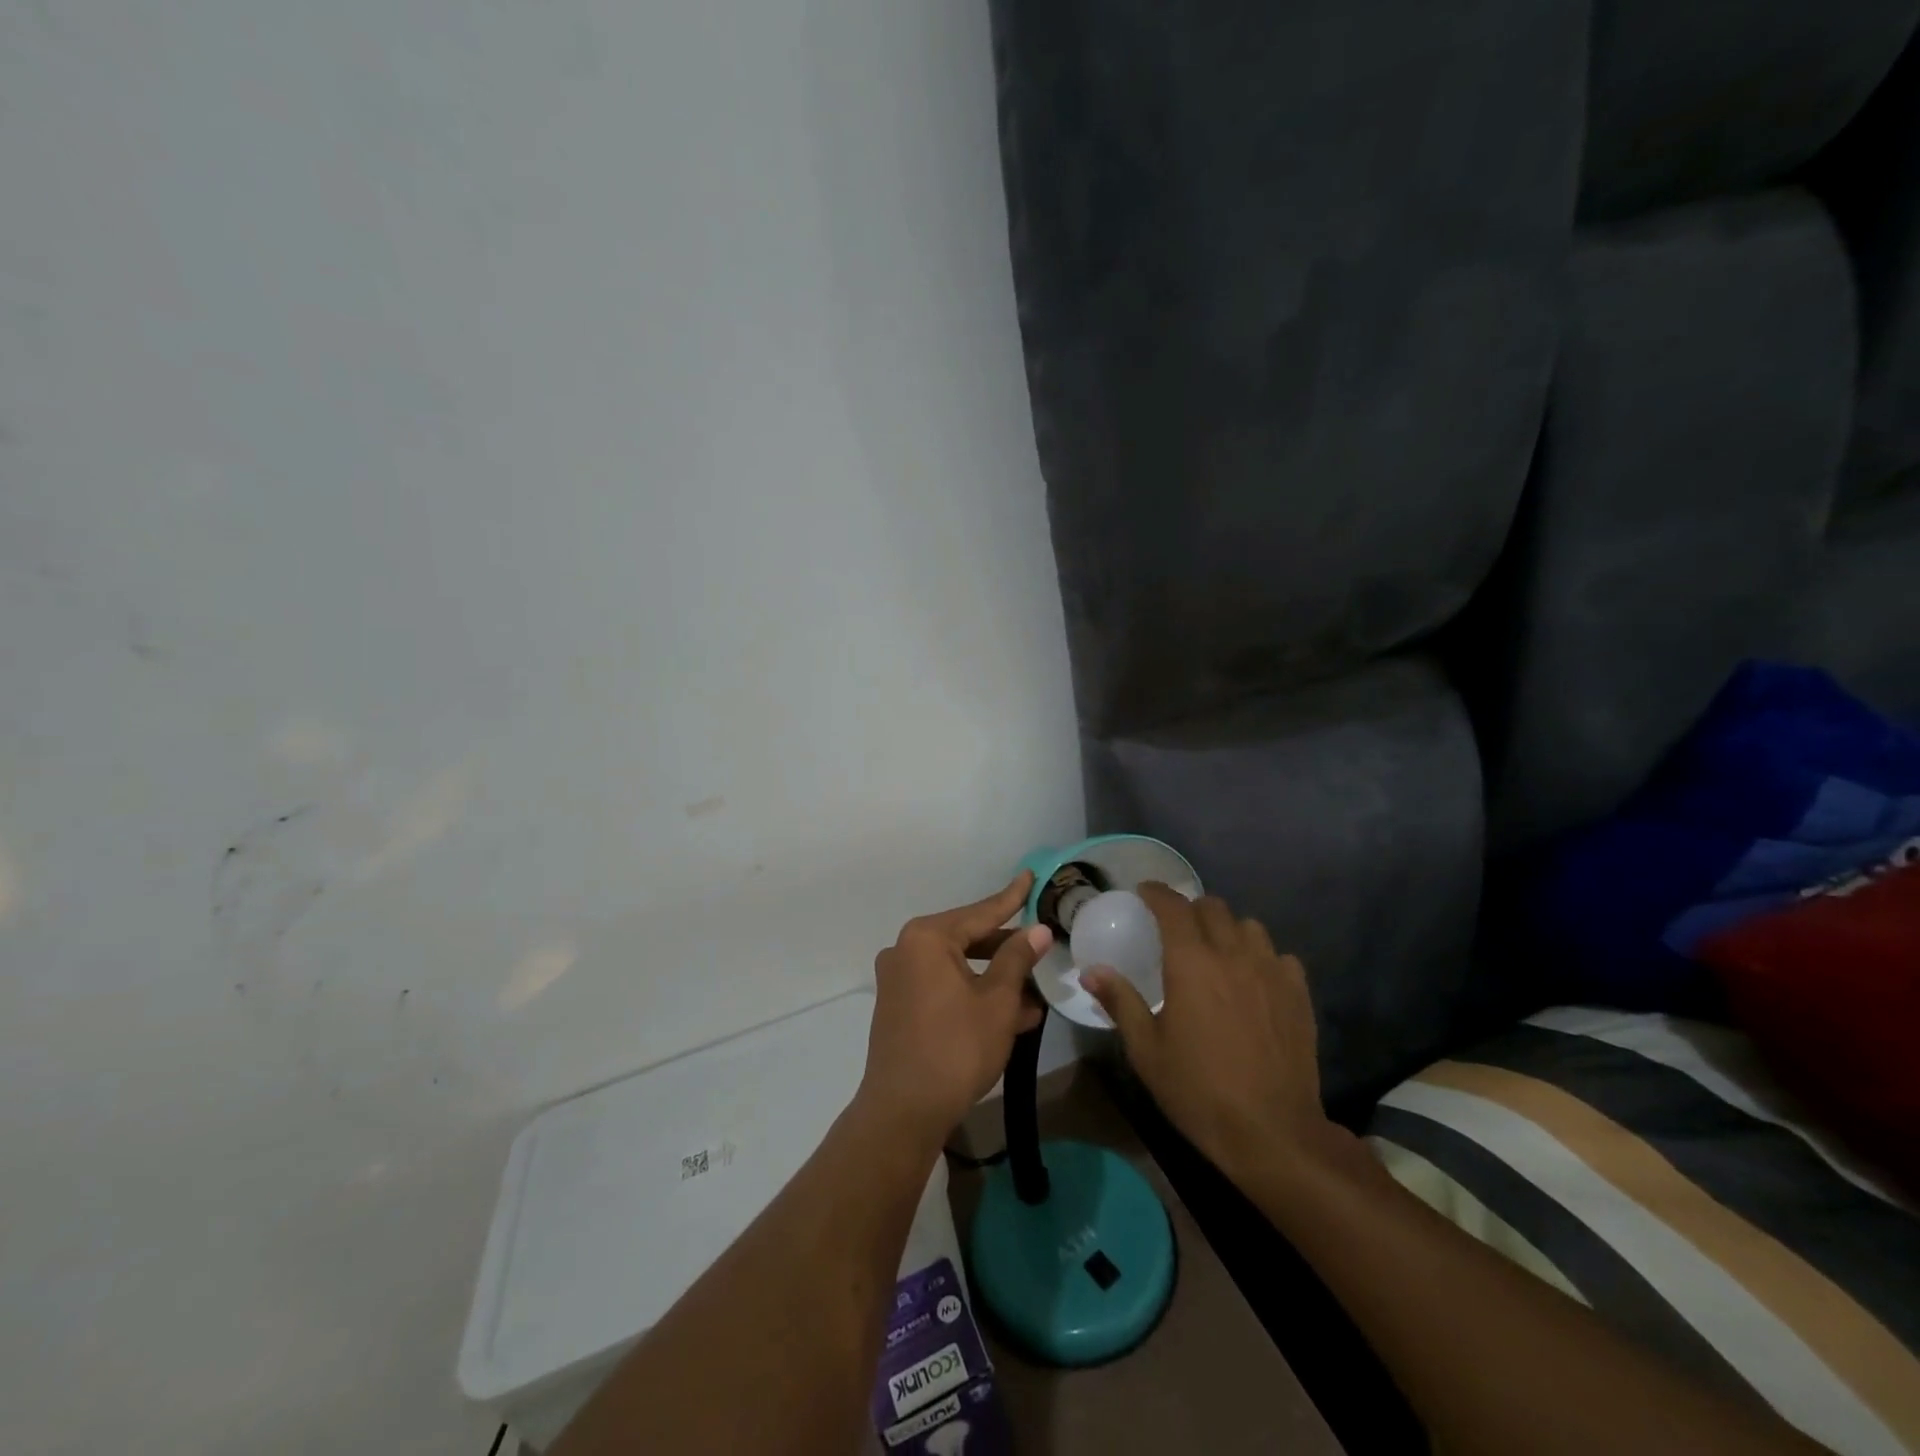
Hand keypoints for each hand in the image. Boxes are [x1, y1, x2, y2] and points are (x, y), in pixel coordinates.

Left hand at [860, 871, 1053, 1144]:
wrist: (903, 1111)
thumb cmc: (956, 1048)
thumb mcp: (997, 1001)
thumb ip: (1017, 959)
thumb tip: (1038, 930)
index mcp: (927, 938)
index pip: (980, 912)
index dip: (1011, 898)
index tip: (1029, 877)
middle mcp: (906, 950)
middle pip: (967, 939)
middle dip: (1006, 949)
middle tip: (1041, 946)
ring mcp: (899, 979)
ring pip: (958, 968)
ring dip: (994, 979)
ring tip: (1034, 992)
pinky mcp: (899, 1006)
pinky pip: (944, 988)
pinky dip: (973, 994)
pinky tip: (1011, 1014)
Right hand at [1083, 883, 1328, 1185]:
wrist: (1272, 1131)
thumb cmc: (1198, 1089)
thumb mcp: (1146, 1050)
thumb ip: (1120, 1002)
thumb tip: (1092, 971)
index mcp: (1191, 962)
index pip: (1172, 906)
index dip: (1156, 892)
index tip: (1144, 892)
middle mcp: (1232, 954)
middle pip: (1213, 908)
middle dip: (1190, 908)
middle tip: (1176, 927)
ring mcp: (1271, 972)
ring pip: (1249, 926)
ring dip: (1228, 928)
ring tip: (1217, 949)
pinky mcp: (1298, 994)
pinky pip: (1280, 956)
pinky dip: (1262, 956)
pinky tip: (1254, 978)